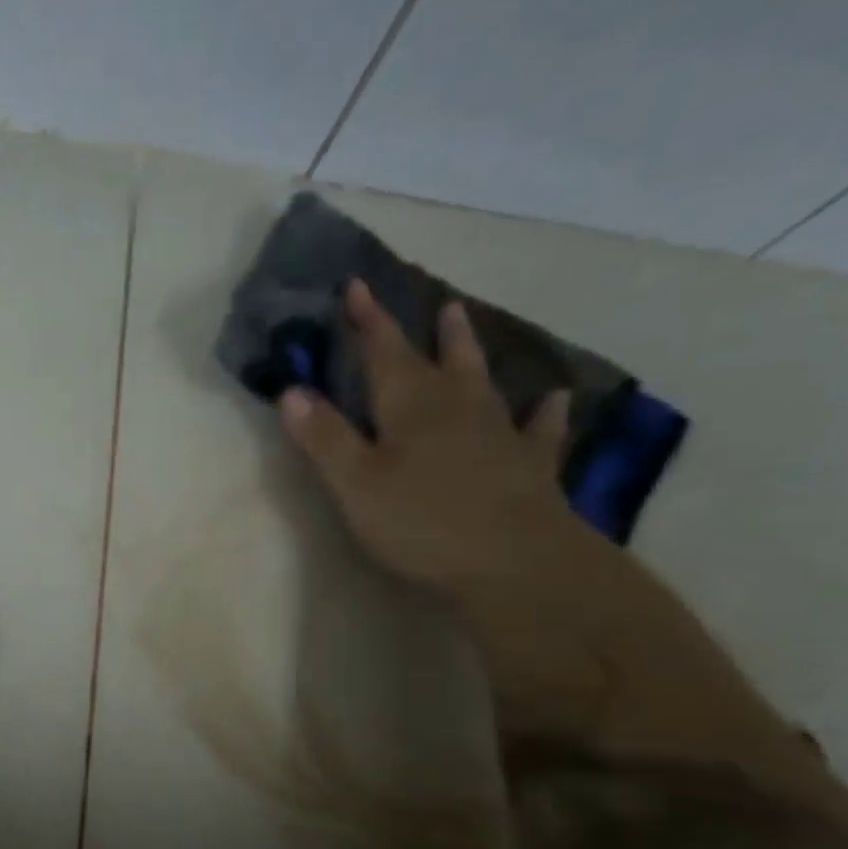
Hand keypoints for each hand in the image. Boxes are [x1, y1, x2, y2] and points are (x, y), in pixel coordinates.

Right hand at [279, 279, 577, 597]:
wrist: (516, 563)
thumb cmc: (422, 522)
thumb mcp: (356, 483)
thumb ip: (324, 437)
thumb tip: (292, 390)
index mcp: (411, 407)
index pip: (384, 351)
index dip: (368, 319)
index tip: (357, 285)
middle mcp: (458, 408)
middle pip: (438, 358)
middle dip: (425, 330)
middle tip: (427, 299)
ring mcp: (500, 435)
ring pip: (483, 381)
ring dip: (470, 351)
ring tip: (466, 321)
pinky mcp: (530, 467)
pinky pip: (538, 429)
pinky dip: (544, 412)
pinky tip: (555, 400)